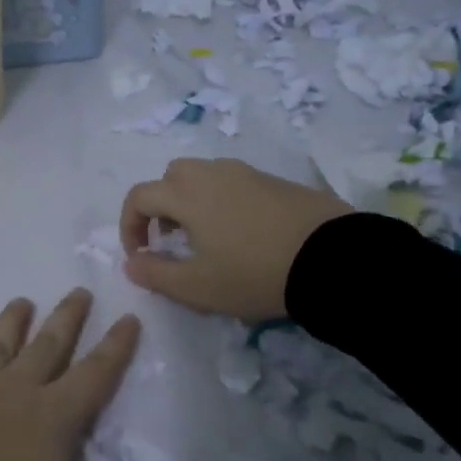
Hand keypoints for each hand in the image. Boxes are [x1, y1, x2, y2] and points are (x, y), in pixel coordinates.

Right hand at [120, 158, 352, 321]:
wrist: (331, 258)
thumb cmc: (254, 274)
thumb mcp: (198, 287)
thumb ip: (156, 275)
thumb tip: (131, 263)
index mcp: (187, 194)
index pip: (140, 196)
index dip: (130, 225)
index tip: (140, 255)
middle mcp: (212, 173)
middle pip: (171, 176)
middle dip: (160, 205)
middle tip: (170, 239)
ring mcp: (247, 173)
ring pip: (204, 175)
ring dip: (192, 200)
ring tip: (206, 237)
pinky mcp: (276, 180)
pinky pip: (234, 182)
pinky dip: (222, 200)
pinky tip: (241, 232)